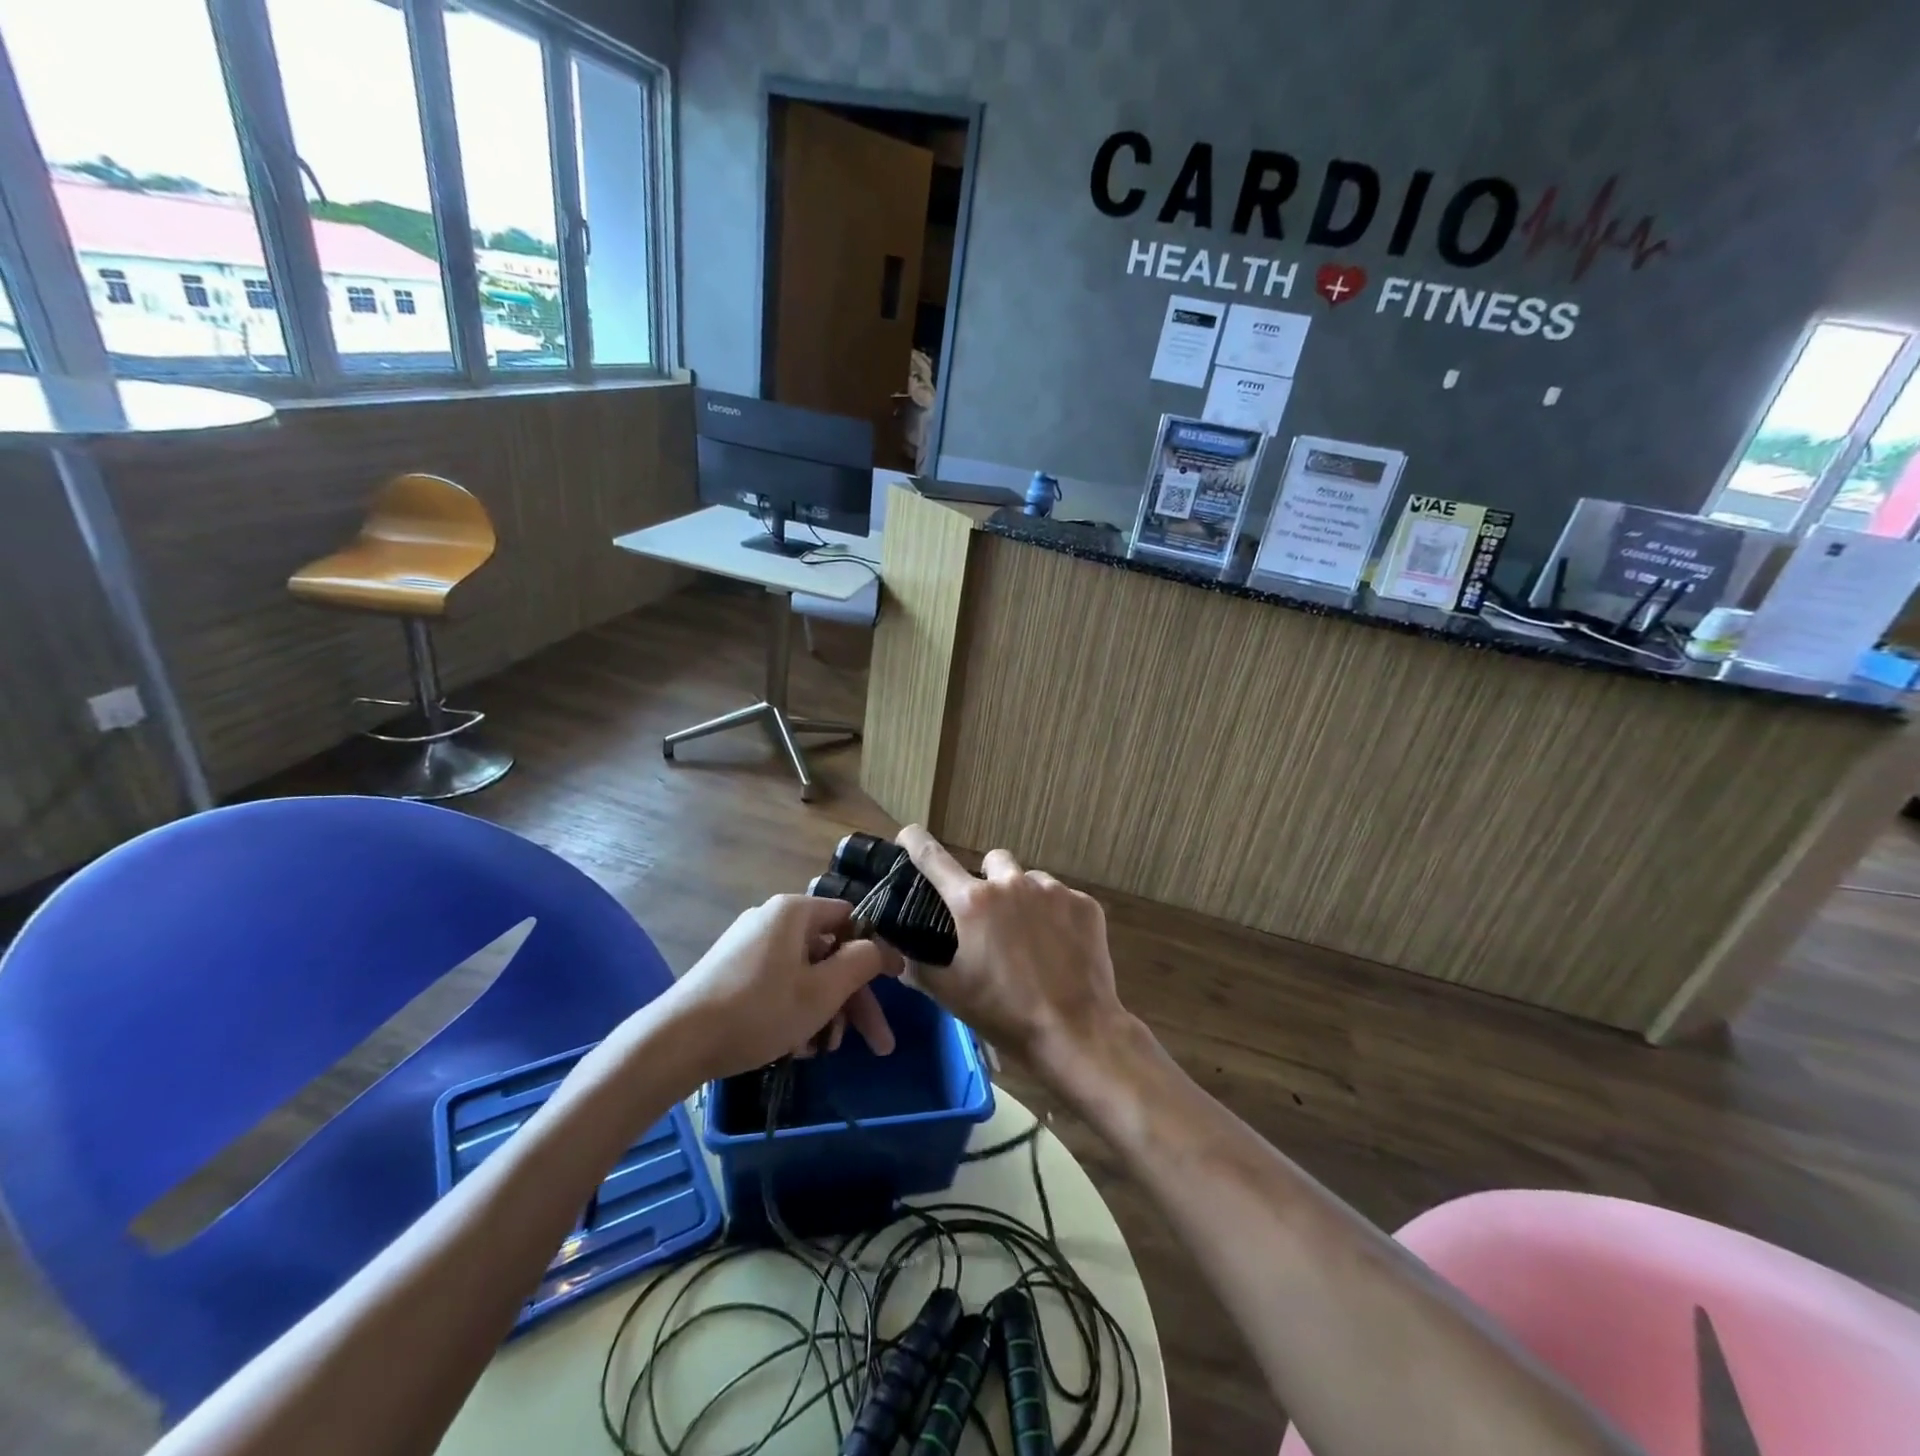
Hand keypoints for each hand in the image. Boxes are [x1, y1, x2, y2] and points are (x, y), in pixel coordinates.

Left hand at [660, 895, 900, 1081]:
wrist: (676, 1043)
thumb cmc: (759, 1010)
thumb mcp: (823, 989)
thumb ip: (862, 962)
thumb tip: (881, 949)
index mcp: (794, 912)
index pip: (851, 919)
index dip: (875, 952)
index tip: (893, 986)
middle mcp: (772, 921)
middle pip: (829, 955)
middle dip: (853, 1001)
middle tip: (876, 1045)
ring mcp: (749, 947)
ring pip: (805, 975)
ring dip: (825, 1013)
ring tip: (822, 1052)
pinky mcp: (732, 973)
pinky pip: (779, 986)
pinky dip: (795, 1013)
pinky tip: (794, 1049)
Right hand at [896, 825, 1131, 1079]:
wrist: (1076, 1031)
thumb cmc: (1005, 1013)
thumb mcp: (950, 993)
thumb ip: (918, 967)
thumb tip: (899, 955)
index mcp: (973, 902)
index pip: (933, 857)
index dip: (915, 842)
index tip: (908, 835)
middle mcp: (1012, 883)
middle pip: (992, 861)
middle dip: (988, 880)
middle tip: (990, 917)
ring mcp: (1053, 890)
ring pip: (1030, 879)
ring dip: (1024, 898)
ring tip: (1030, 937)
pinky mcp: (1085, 903)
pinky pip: (1062, 898)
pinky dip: (1056, 915)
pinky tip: (1060, 947)